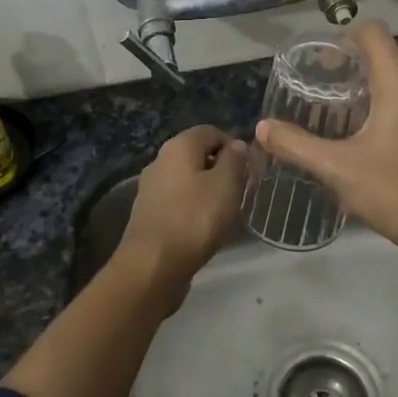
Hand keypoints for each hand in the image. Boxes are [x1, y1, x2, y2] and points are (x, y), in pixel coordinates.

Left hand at [117, 125, 248, 296]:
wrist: (153, 265)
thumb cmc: (195, 219)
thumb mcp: (227, 185)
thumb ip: (235, 160)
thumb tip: (236, 145)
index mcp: (178, 146)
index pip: (211, 131)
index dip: (234, 146)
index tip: (249, 171)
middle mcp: (160, 160)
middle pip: (197, 155)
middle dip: (221, 170)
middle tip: (239, 192)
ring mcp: (151, 188)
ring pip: (187, 179)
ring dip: (207, 191)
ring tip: (224, 213)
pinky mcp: (149, 213)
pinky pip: (177, 201)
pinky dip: (193, 208)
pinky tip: (203, 228)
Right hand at [256, 21, 397, 263]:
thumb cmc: (396, 192)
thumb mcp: (338, 169)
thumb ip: (296, 145)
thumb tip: (263, 128)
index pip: (373, 33)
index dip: (346, 38)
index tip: (325, 64)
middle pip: (387, 62)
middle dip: (357, 76)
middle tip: (330, 102)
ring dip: (379, 99)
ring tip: (354, 128)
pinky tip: (386, 151)